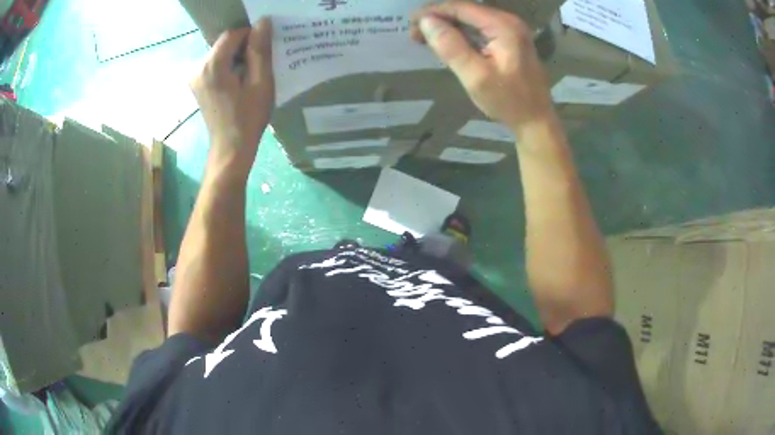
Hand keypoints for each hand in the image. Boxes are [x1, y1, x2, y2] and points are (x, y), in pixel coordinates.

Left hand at [190, 18, 274, 175]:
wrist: (230, 149)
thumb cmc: (248, 118)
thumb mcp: (261, 82)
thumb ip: (259, 50)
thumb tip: (262, 22)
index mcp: (213, 66)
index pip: (232, 34)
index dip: (250, 37)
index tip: (262, 52)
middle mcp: (198, 68)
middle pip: (223, 44)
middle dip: (242, 48)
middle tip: (258, 65)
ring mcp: (194, 78)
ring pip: (219, 54)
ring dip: (236, 57)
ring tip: (249, 75)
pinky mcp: (196, 85)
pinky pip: (214, 65)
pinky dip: (228, 67)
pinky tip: (237, 82)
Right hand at [411, 3, 552, 133]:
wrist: (536, 121)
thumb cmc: (509, 102)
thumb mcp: (476, 77)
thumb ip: (451, 47)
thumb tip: (426, 21)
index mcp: (504, 26)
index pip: (461, 8)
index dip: (432, 12)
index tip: (410, 23)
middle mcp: (509, 22)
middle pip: (466, 11)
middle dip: (438, 18)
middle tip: (415, 34)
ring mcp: (512, 30)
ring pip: (472, 19)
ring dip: (448, 25)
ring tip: (425, 38)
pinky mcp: (511, 40)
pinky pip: (480, 28)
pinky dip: (461, 32)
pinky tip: (447, 41)